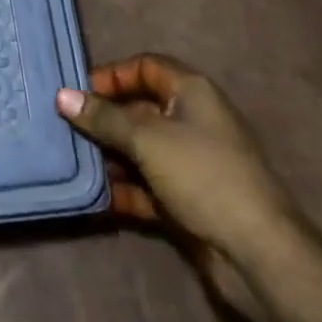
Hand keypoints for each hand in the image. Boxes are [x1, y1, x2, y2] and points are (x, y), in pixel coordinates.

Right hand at [56, 53, 296, 261]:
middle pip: (140, 108)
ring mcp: (191, 162)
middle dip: (105, 118)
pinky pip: (148, 185)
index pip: (145, 67)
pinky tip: (96, 196)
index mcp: (192, 92)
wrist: (259, 254)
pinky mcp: (188, 199)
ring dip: (110, 156)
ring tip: (73, 161)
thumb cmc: (203, 175)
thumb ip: (104, 118)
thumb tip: (62, 95)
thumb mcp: (147, 139)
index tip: (77, 92)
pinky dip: (125, 189)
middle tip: (65, 128)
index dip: (112, 75)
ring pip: (141, 149)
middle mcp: (193, 120)